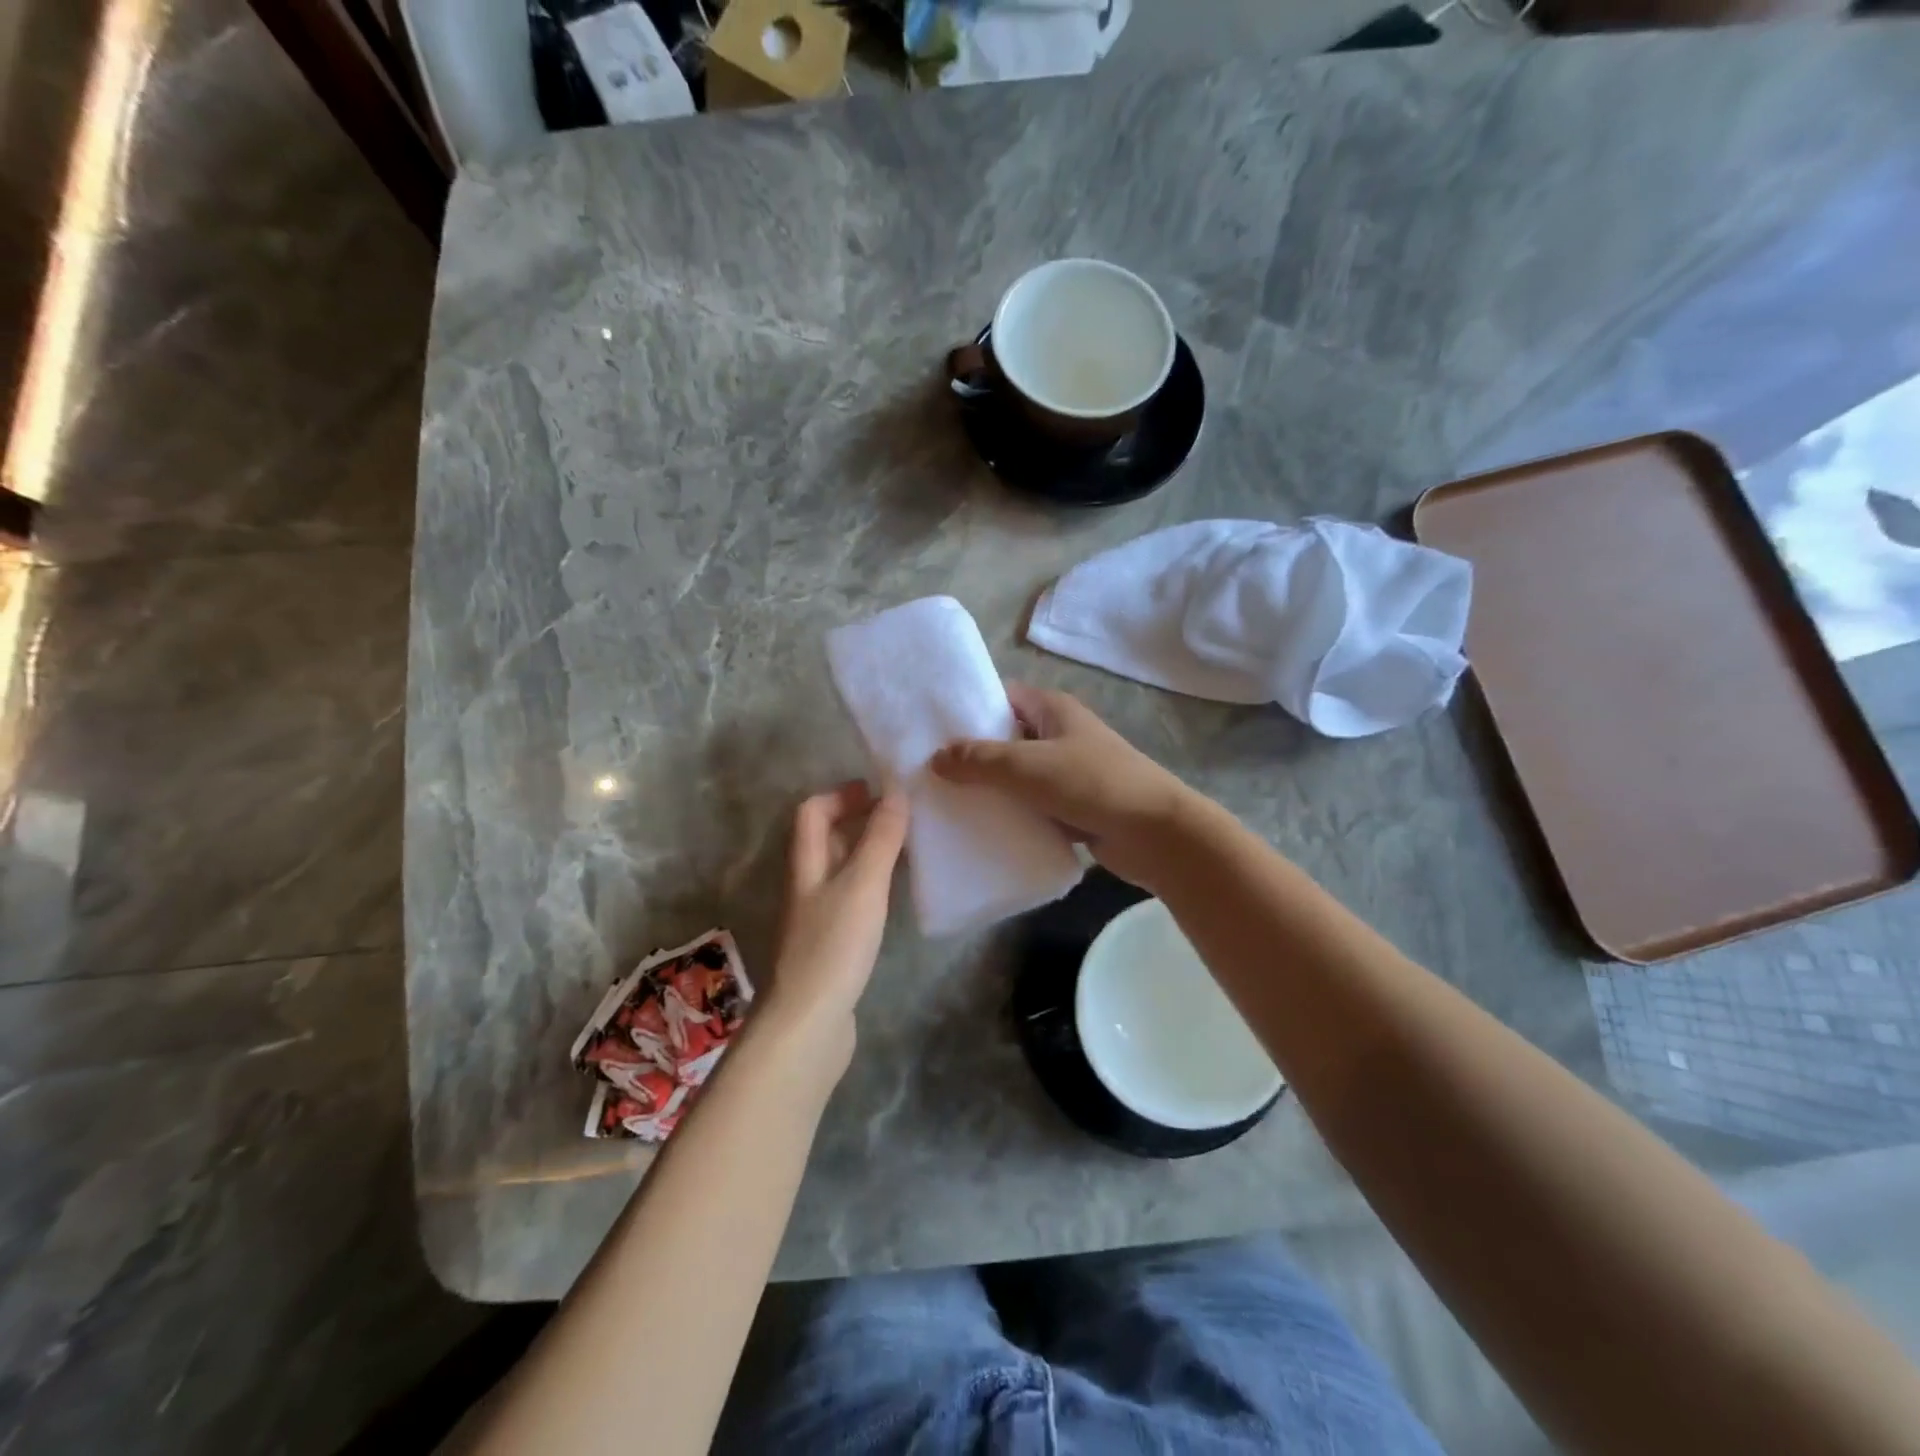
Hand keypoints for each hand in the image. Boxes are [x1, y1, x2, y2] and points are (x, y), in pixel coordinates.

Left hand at [763, 781, 908, 1056]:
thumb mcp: (863, 884)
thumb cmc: (834, 946)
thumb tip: (896, 790)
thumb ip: (880, 838)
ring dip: (867, 852)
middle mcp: (806, 885)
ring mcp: (816, 917)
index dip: (841, 795)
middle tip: (901, 817)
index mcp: (806, 864)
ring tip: (907, 848)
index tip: (879, 790)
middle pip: (825, 839)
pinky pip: (850, 898)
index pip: (811, 812)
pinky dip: (871, 885)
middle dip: (858, 820)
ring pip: (839, 869)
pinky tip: (894, 895)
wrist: (809, 1024)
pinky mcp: (830, 944)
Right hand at [930, 684, 1196, 888]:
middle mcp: (1058, 735)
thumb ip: (980, 759)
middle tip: (926, 770)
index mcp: (1052, 710)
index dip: (967, 708)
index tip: (928, 727)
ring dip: (988, 788)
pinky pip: (1029, 805)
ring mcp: (1066, 772)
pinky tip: (977, 828)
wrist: (1155, 834)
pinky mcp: (1070, 807)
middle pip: (1005, 738)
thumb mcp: (1029, 765)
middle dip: (970, 753)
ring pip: (1016, 776)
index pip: (1001, 697)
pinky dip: (1008, 814)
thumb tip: (935, 757)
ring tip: (942, 801)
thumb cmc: (1093, 784)